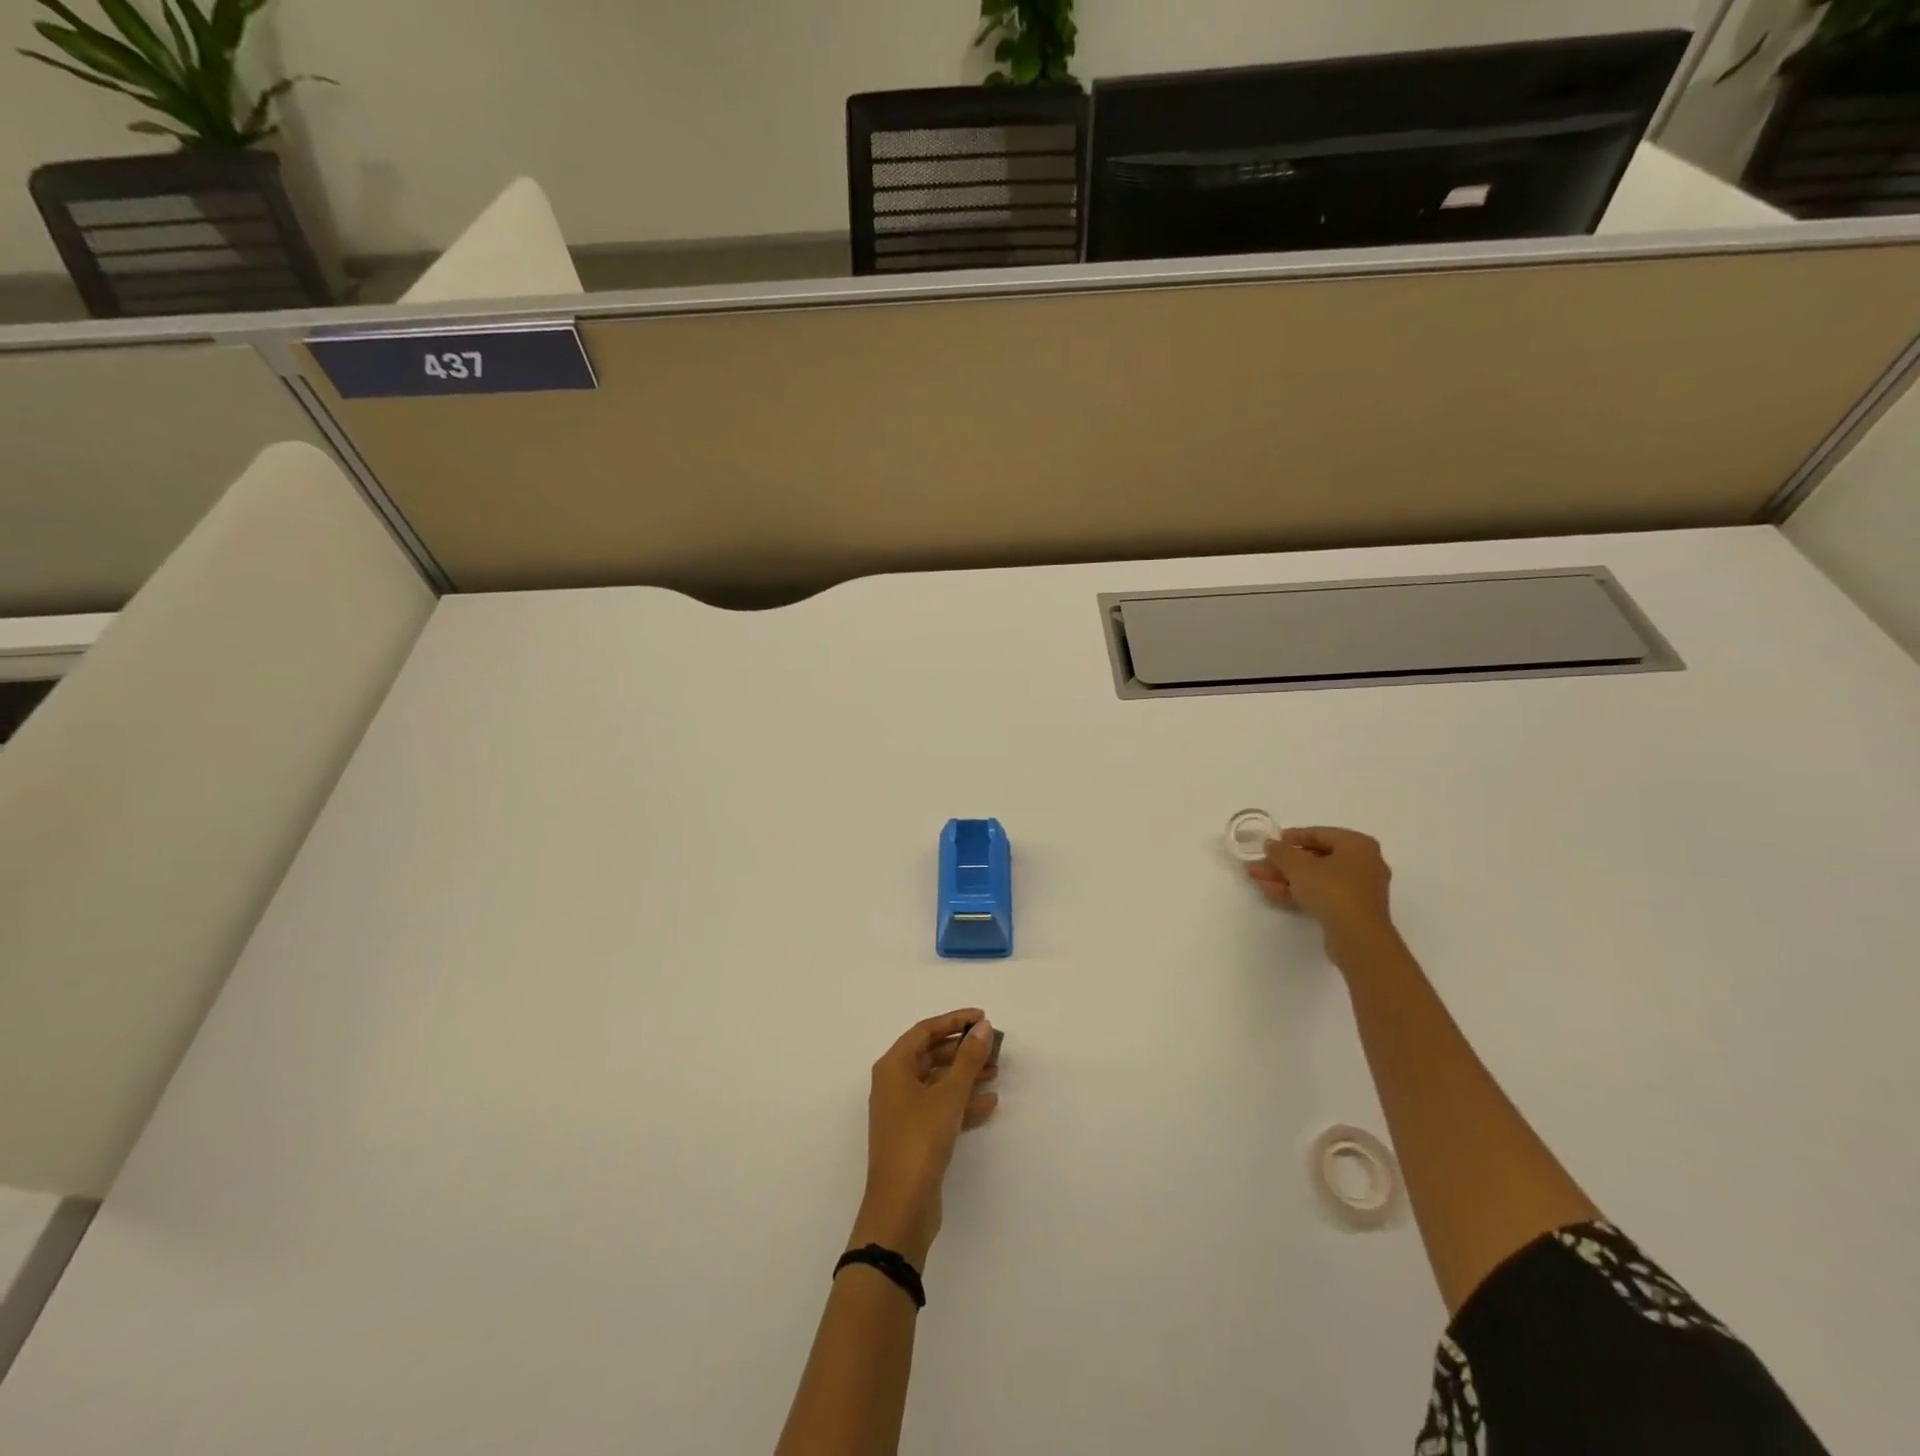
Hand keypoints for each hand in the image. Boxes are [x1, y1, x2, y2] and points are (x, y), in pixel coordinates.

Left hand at [850, 1011, 999, 1268]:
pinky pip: (940, 1106)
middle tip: (993, 1046)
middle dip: (962, 1049)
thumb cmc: (920, 1140)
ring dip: (965, 1075)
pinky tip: (989, 1104)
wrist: (901, 1207)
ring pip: (938, 1081)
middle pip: (931, 1054)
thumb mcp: (949, 1096)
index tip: (983, 1018)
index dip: (954, 1020)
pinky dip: (962, 1102)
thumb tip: (982, 1027)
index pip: (925, 1030)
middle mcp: (894, 1083)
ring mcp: (903, 1110)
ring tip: (996, 1072)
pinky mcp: (914, 1134)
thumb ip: (968, 1059)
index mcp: (893, 1066)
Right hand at [1248, 826, 1395, 948]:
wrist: (1358, 938)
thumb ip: (1280, 851)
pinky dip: (1298, 892)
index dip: (1290, 837)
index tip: (1268, 843)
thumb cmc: (1332, 890)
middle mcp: (1363, 863)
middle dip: (1283, 862)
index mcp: (1357, 844)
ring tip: (1257, 879)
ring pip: (1316, 878)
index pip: (1318, 834)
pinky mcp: (1351, 911)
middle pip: (1315, 858)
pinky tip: (1272, 893)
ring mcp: (1358, 890)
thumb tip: (1270, 844)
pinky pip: (1321, 895)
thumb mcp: (1298, 866)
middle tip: (1258, 865)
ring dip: (1285, 878)